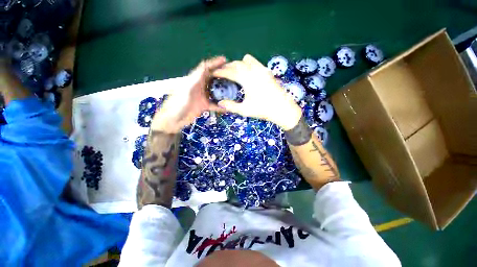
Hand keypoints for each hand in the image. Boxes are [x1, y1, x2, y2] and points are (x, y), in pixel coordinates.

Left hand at [151, 56, 226, 132]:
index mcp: (193, 80)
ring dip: (222, 90)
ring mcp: (202, 96)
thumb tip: (204, 66)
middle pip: (211, 78)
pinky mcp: (203, 105)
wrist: (173, 120)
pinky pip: (214, 104)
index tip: (225, 60)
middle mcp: (199, 87)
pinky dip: (220, 105)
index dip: (214, 63)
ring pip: (214, 91)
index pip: (205, 68)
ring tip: (233, 89)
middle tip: (232, 74)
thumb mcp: (186, 90)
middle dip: (221, 75)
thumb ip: (196, 78)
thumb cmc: (177, 104)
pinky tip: (228, 107)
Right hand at [212, 54, 301, 129]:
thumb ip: (231, 106)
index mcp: (247, 79)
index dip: (220, 72)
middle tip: (222, 74)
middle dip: (228, 67)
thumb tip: (219, 103)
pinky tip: (248, 74)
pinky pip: (256, 63)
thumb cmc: (263, 110)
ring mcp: (262, 69)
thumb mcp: (245, 110)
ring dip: (239, 64)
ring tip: (235, 72)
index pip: (230, 72)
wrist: (283, 109)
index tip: (214, 73)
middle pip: (237, 63)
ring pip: (247, 60)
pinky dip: (248, 65)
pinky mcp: (267, 71)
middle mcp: (254, 70)